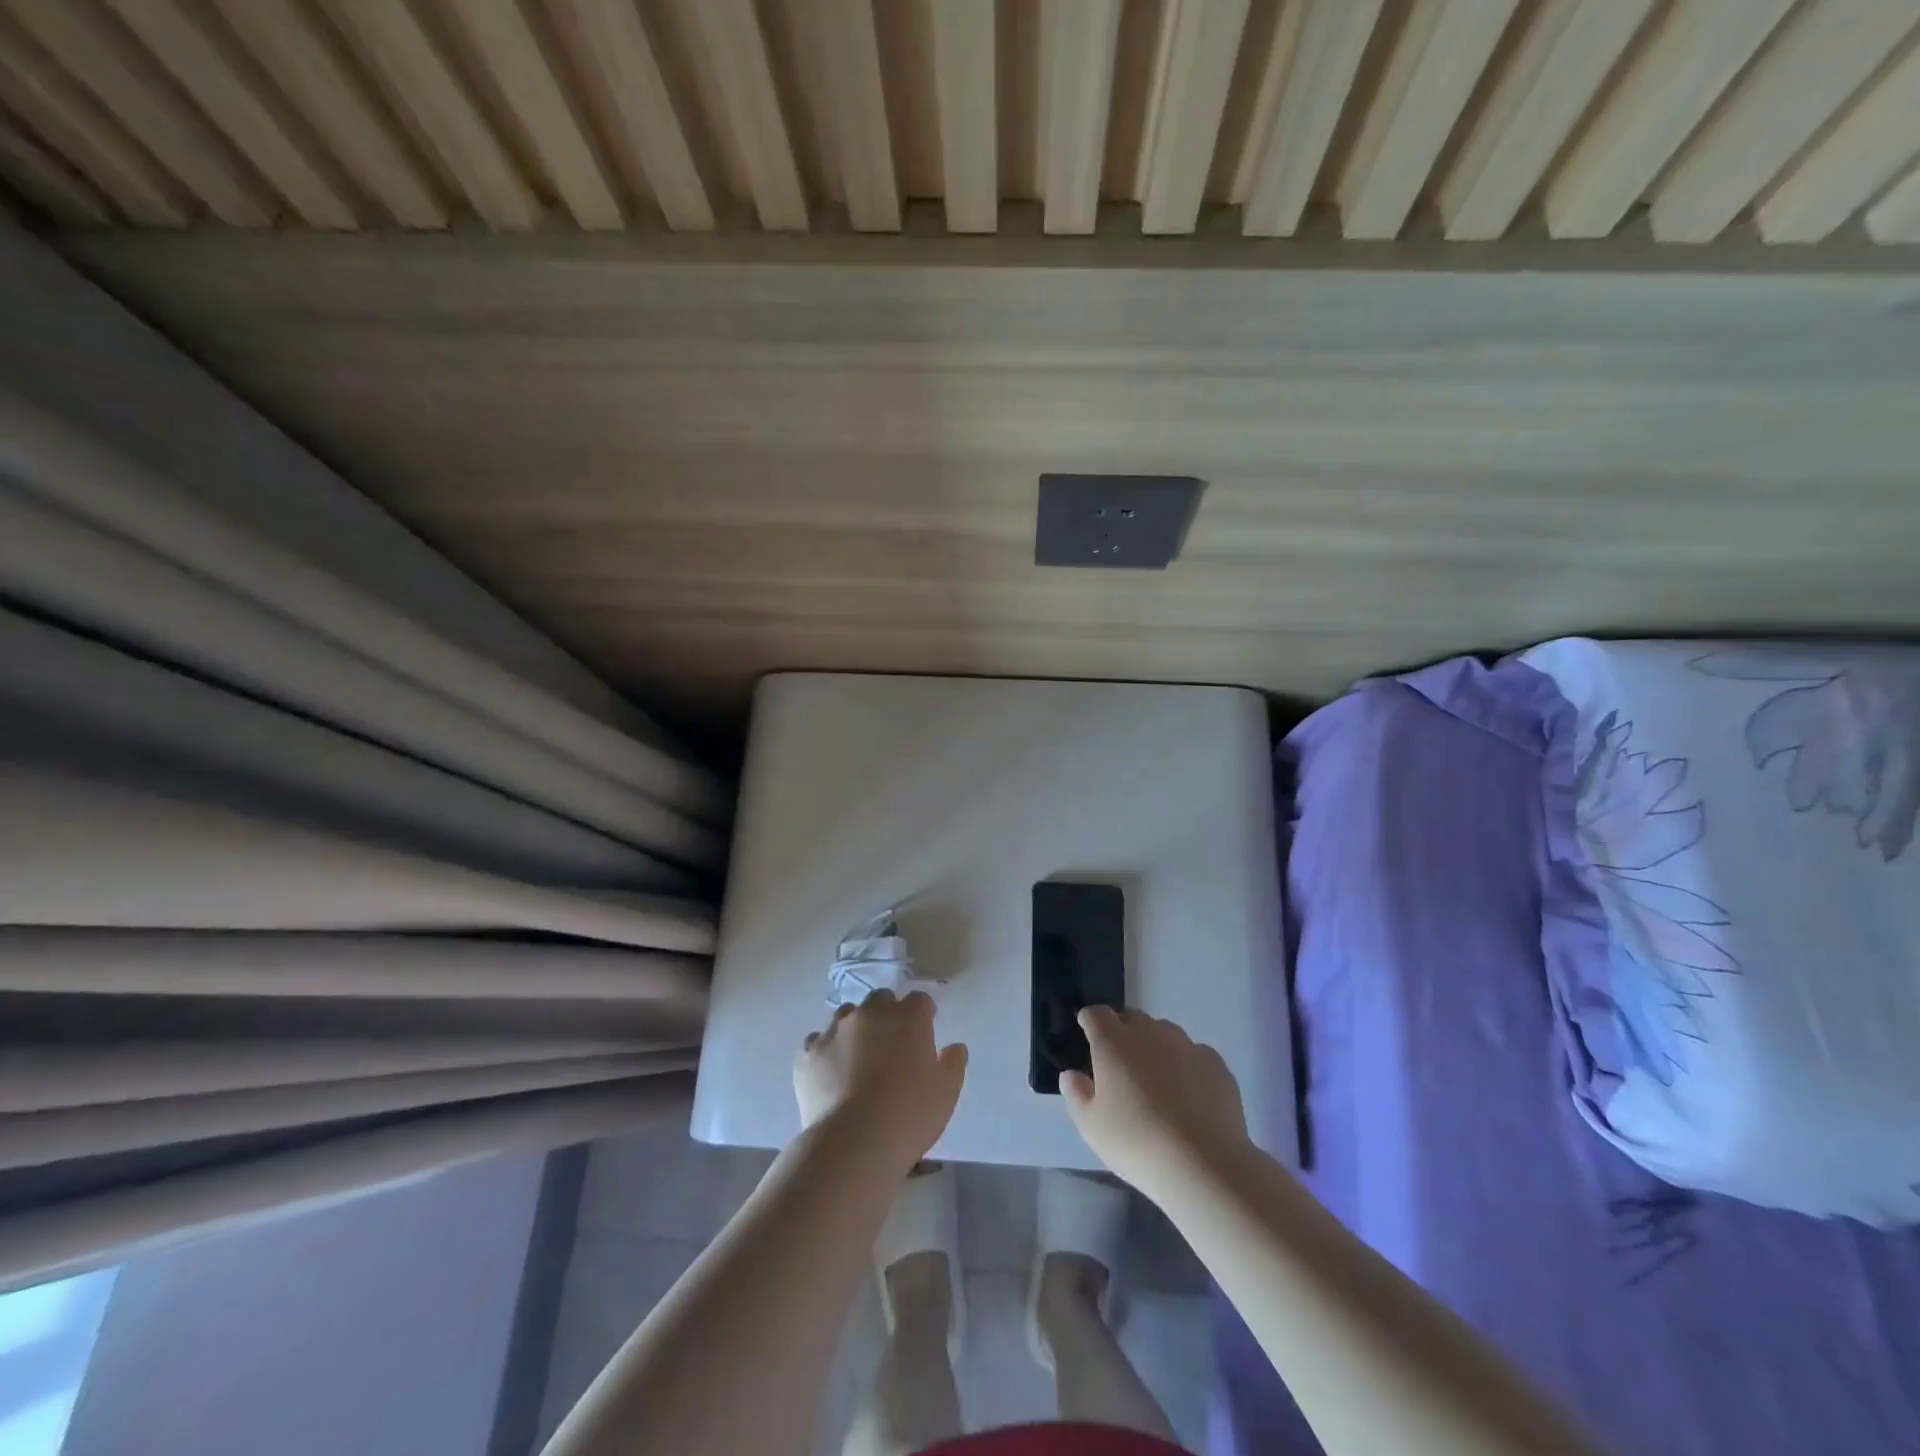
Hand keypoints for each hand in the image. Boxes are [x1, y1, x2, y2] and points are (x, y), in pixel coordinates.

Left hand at [794, 990, 967, 1167]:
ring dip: (855, 1027)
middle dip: (887, 1014)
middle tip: (891, 1044)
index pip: (919, 1000)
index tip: (924, 1032)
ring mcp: (835, 1030)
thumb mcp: (947, 1092)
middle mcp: (871, 1013)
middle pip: (881, 999)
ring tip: (858, 1057)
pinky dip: (826, 1050)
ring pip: (847, 1015)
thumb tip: (955, 1047)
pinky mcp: (809, 1052)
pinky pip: (818, 1041)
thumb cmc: (910, 1115)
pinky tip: (831, 1073)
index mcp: (908, 1017)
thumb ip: (953, 1063)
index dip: (923, 1015)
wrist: (853, 1142)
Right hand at [1062, 1007, 1250, 1195]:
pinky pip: (1194, 1054)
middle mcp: (1149, 1033)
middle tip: (1121, 1066)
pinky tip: (1190, 1097)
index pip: (1096, 1014)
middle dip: (1123, 1032)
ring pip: (1165, 1033)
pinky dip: (1186, 1066)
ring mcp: (1186, 1045)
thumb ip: (1076, 1094)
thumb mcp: (1091, 1126)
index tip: (1088, 1038)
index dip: (1089, 1022)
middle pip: (1132, 1018)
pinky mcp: (1215, 1064)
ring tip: (1157, 1083)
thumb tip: (1071, 1074)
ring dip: (1155, 1047)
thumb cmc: (1136, 1143)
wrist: (1204, 1164)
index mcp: (1113, 1042)